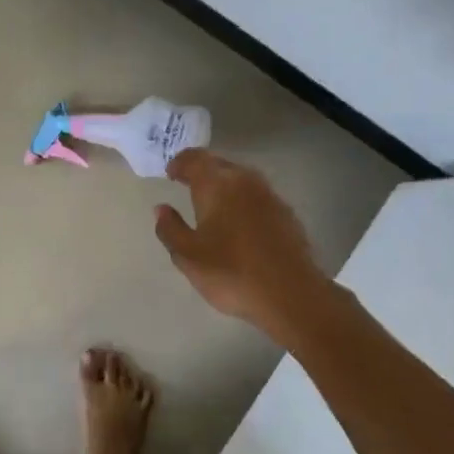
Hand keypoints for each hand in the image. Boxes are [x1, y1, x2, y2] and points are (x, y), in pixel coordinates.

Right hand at [153, 150, 333, 343]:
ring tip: (211, 205)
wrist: (291, 294)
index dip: (180, 163)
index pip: (195, 159)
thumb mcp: (188, 257)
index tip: (170, 174)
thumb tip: (161, 209)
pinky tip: (238, 223)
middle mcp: (245, 181)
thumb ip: (170, 229)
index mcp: (217, 185)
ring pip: (241, 180)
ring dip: (223, 185)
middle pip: (219, 165)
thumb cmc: (231, 273)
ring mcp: (270, 196)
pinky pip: (257, 197)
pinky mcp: (286, 213)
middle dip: (201, 172)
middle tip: (186, 185)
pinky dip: (242, 201)